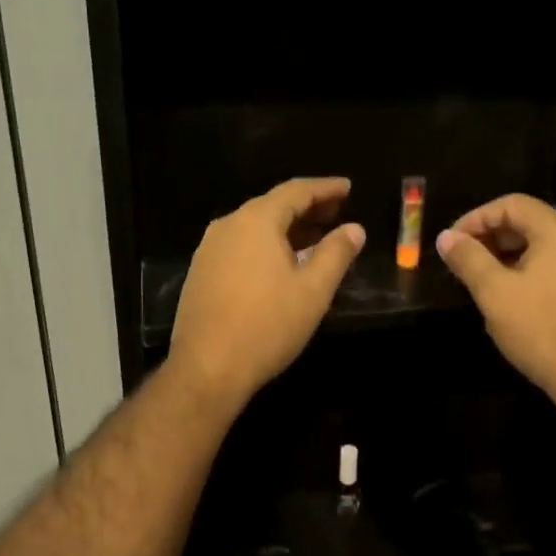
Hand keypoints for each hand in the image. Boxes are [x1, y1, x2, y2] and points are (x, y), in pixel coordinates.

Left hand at [170, 178, 365, 411]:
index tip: (348, 187)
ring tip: (314, 236)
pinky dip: (266, 245)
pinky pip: (240, 246)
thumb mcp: (313, 290)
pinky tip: (280, 263)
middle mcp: (228, 225)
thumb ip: (336, 253)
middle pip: (273, 205)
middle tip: (337, 211)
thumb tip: (354, 228)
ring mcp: (209, 249)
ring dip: (286, 228)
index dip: (325, 188)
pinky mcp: (201, 273)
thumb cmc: (267, 325)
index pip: (296, 191)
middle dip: (307, 207)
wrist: (207, 368)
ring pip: (254, 227)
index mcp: (256, 221)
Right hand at [437, 194, 555, 412]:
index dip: (476, 218)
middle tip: (461, 261)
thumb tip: (445, 237)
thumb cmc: (540, 328)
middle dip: (489, 237)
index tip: (451, 242)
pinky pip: (552, 267)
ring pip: (539, 247)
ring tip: (478, 280)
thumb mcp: (494, 292)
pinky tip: (506, 298)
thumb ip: (468, 259)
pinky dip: (524, 272)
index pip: (512, 204)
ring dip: (504, 256)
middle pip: (527, 222)